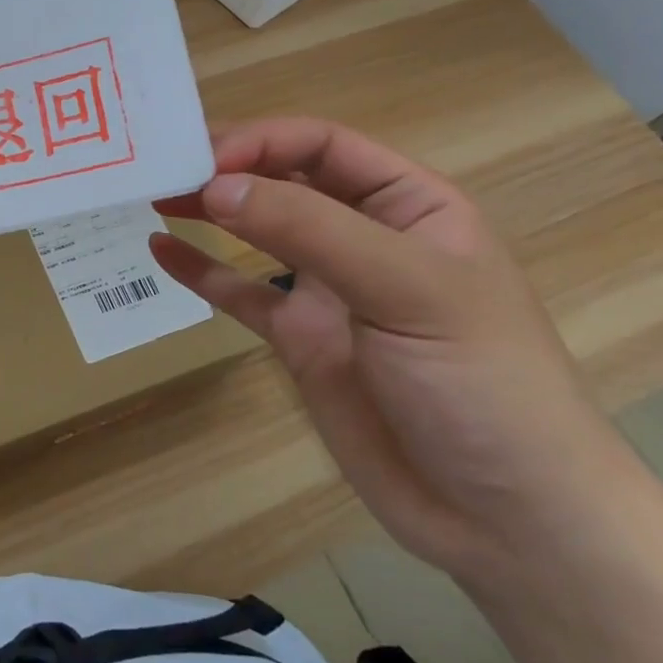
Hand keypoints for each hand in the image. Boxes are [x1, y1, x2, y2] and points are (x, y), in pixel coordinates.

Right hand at [151, 117, 643, 583]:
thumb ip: (309, 231)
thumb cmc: (480, 383)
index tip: (205, 157)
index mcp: (409, 206)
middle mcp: (364, 237)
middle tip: (161, 167)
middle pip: (284, 180)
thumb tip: (217, 185)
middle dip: (227, 168)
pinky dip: (202, 270)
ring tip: (155, 195)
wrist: (507, 520)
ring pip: (258, 232)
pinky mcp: (301, 340)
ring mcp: (329, 291)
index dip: (263, 141)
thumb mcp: (407, 288)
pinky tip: (162, 252)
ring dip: (209, 209)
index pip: (324, 146)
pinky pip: (242, 293)